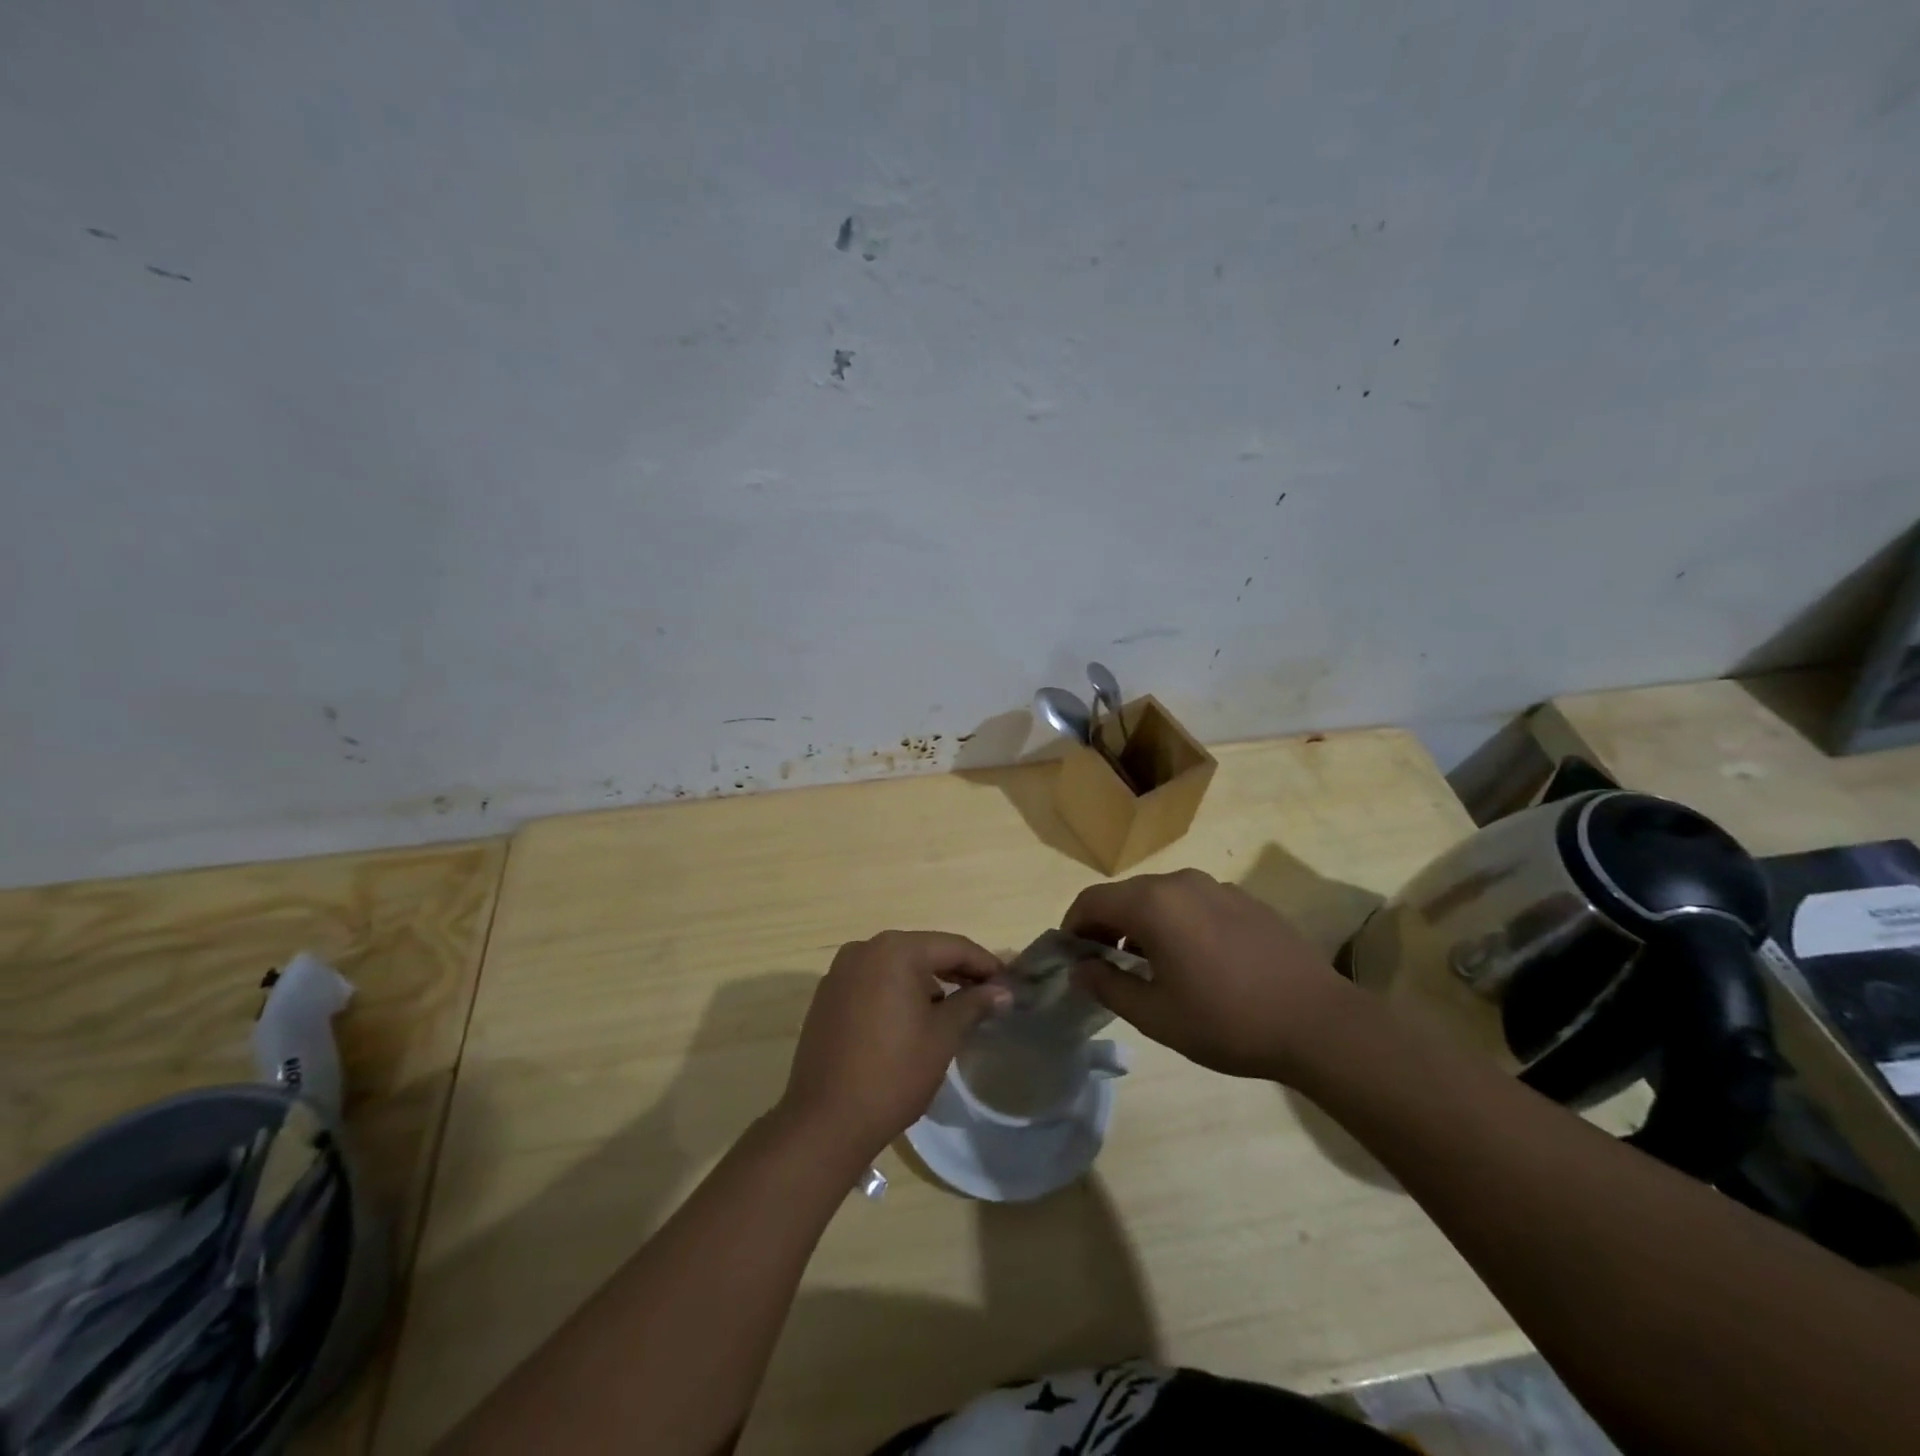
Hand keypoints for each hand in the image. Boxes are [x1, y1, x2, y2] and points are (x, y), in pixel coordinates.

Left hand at [778, 931, 1011, 1166]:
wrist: (825, 1121)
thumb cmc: (894, 1073)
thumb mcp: (943, 1036)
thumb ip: (974, 1004)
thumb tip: (1003, 991)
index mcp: (894, 950)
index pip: (952, 947)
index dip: (985, 964)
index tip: (1009, 984)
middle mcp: (863, 950)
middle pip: (923, 952)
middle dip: (956, 972)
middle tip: (987, 996)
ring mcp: (840, 972)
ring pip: (896, 967)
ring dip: (927, 982)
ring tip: (954, 1009)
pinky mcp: (827, 997)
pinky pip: (873, 983)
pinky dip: (897, 993)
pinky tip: (913, 1020)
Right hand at [1064, 869, 1361, 1081]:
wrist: (1319, 1023)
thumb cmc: (1227, 1021)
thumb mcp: (1156, 1015)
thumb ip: (1108, 985)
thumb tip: (1080, 967)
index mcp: (1152, 904)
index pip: (1092, 901)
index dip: (1073, 926)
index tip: (1072, 956)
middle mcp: (1181, 882)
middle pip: (1125, 895)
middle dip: (1106, 924)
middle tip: (1104, 963)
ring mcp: (1217, 887)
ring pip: (1161, 897)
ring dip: (1142, 923)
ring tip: (1148, 964)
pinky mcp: (1246, 900)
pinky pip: (1194, 902)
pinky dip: (1176, 921)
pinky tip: (1195, 959)